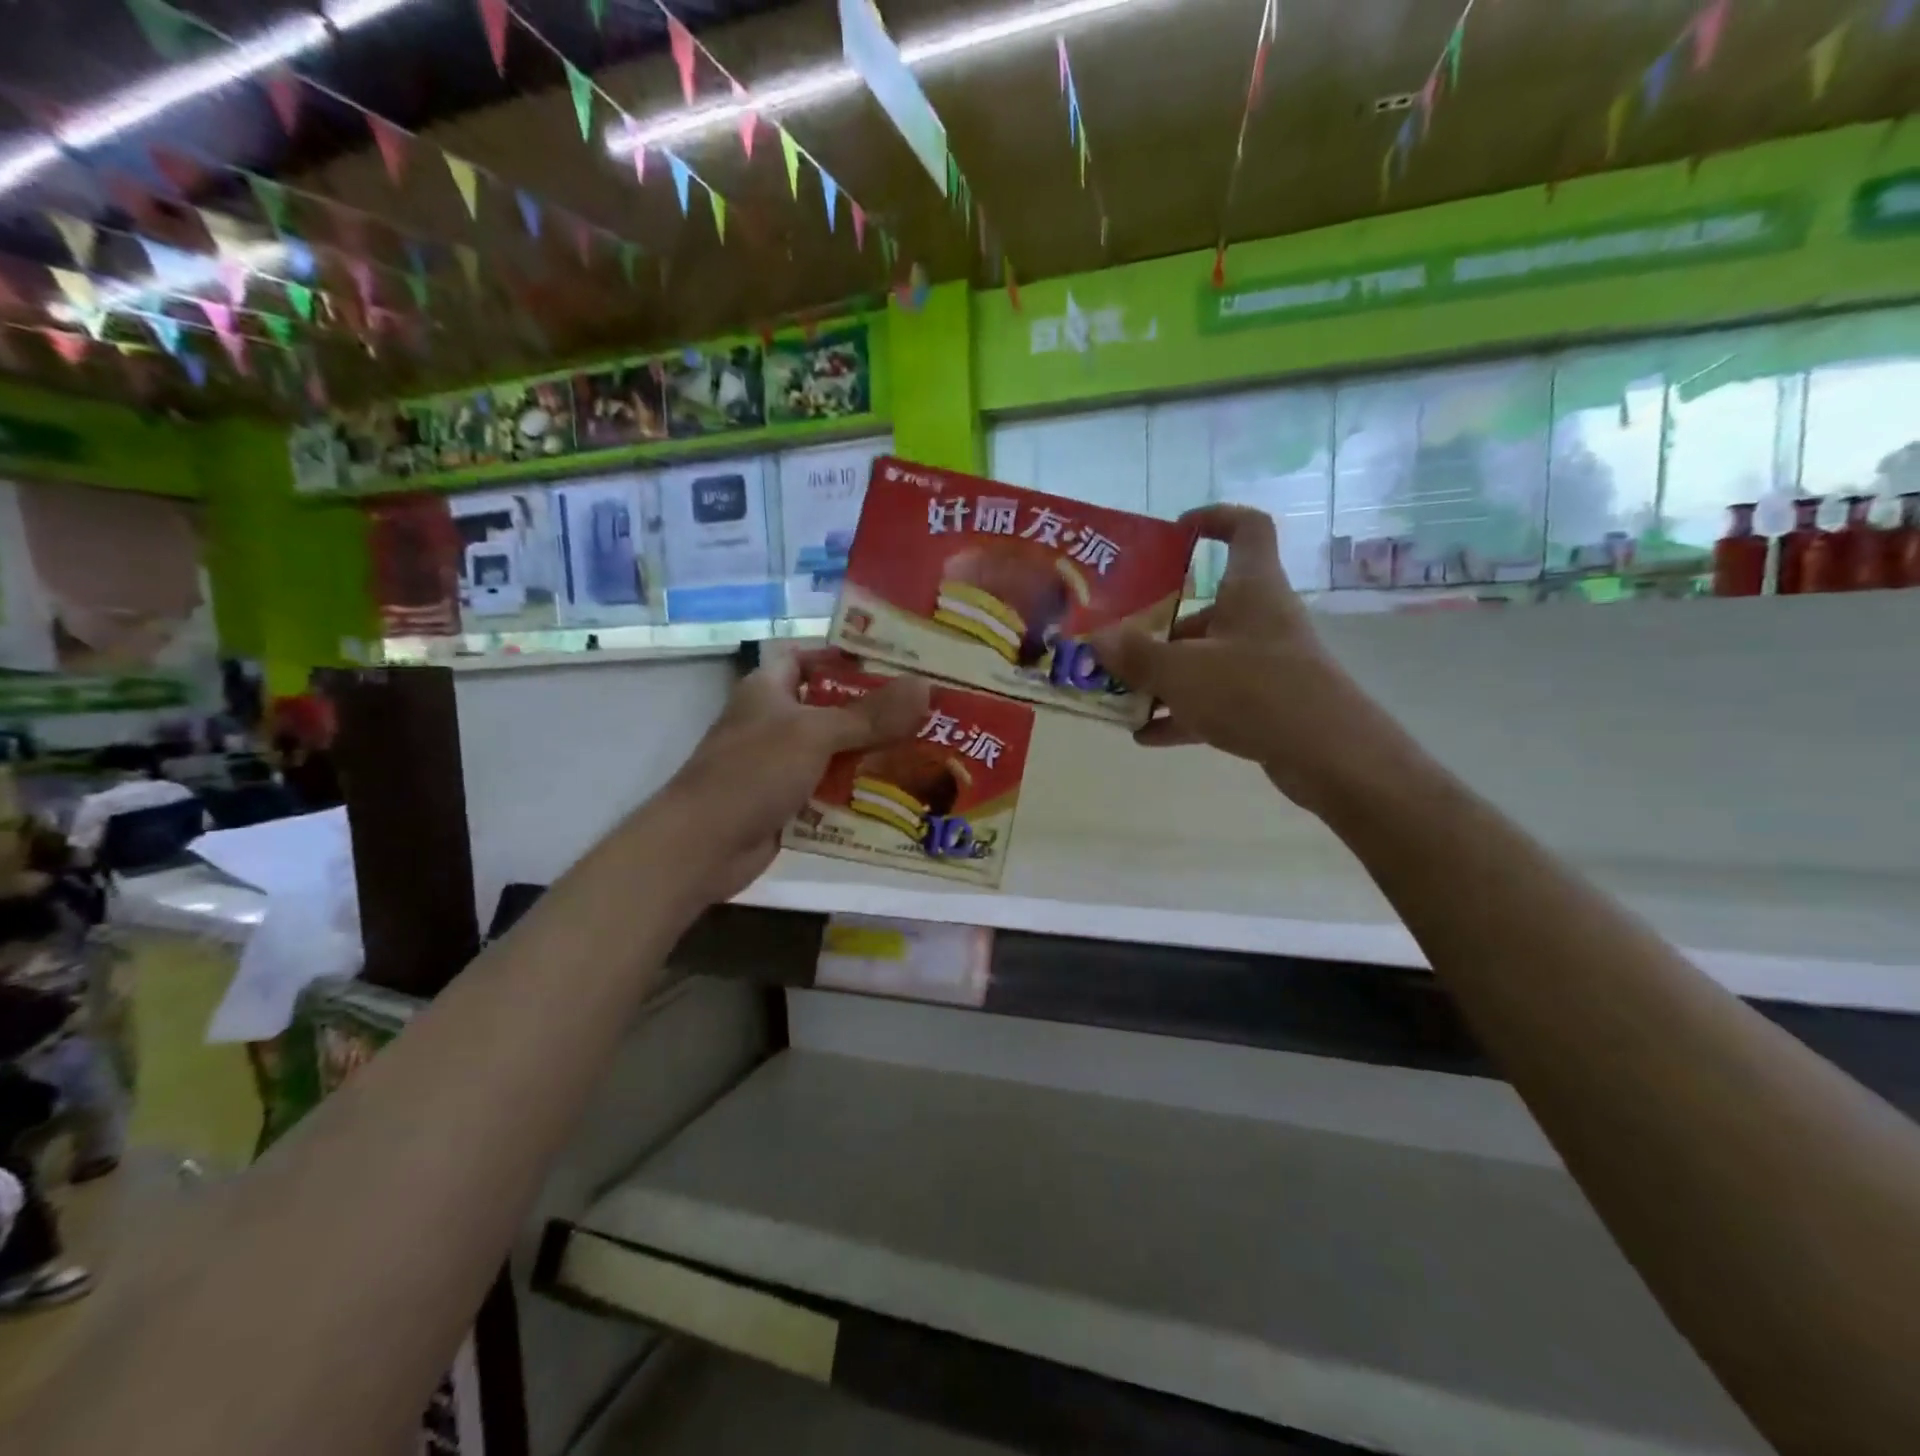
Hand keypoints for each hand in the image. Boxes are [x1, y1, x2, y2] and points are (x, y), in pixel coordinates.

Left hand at [662, 652, 929, 900]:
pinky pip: (831, 788)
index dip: (849, 657)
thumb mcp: (815, 734)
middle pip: (832, 707)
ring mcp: (780, 764)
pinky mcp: (788, 801)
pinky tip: (899, 792)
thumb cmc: (752, 772)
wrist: (703, 846)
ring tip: (926, 750)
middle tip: (928, 711)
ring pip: (836, 751)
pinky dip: (859, 790)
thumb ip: (870, 714)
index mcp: (769, 688)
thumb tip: (927, 687)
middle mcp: (775, 721)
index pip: (811, 658)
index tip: (898, 662)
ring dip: (873, 754)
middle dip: (876, 711)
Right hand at [1091, 505, 1394, 812]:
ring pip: (1206, 658)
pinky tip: (1145, 735)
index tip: (1176, 531)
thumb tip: (1097, 639)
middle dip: (1159, 626)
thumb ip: (1136, 655)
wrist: (1329, 755)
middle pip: (1207, 607)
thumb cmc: (1254, 691)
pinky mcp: (1267, 703)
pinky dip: (1181, 712)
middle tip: (1117, 642)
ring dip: (1164, 676)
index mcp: (1251, 588)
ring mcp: (1266, 663)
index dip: (1214, 519)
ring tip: (1120, 694)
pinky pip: (1214, 699)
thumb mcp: (1182, 671)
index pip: (1245, 528)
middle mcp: (1260, 618)